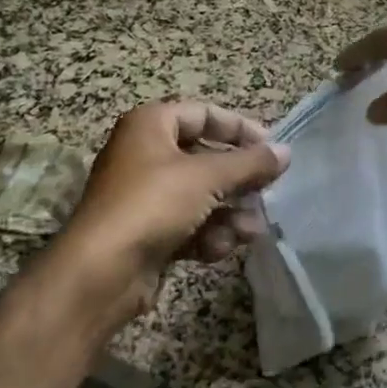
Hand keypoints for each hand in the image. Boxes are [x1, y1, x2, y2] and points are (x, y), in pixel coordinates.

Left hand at [51, 101, 289, 324]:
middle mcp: (145, 154)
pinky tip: (222, 248)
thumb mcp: (207, 176)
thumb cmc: (152, 204)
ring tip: (251, 229)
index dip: (240, 128)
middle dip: (238, 180)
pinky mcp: (148, 232)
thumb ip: (250, 163)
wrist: (100, 273)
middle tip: (268, 192)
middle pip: (205, 158)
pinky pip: (189, 224)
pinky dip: (208, 234)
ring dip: (229, 212)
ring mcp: (145, 196)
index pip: (204, 114)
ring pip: (201, 196)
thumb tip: (286, 152)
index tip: (271, 147)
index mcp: (150, 125)